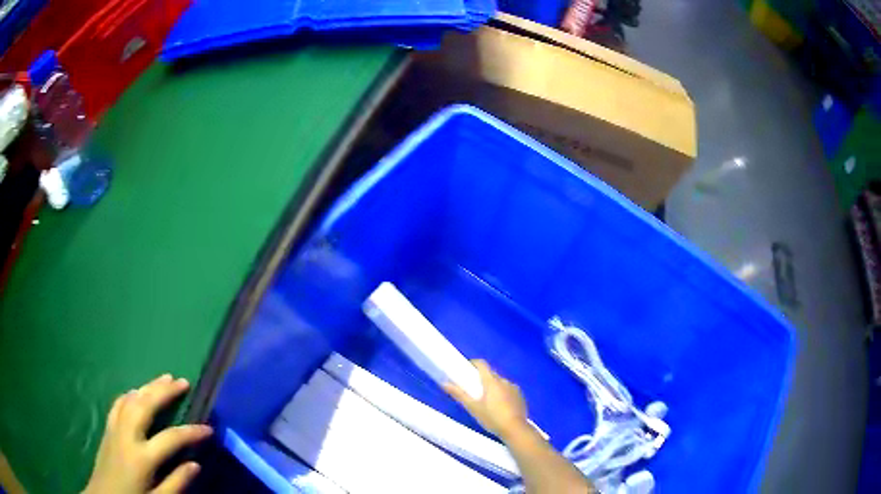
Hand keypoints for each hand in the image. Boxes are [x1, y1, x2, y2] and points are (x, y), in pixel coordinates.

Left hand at [83, 374, 212, 493]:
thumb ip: (176, 483)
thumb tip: (196, 464)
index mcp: (141, 457)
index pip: (171, 438)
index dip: (191, 432)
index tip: (209, 429)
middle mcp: (127, 436)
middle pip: (145, 405)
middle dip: (164, 392)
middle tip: (182, 381)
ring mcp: (114, 429)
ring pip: (131, 399)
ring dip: (148, 387)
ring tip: (163, 378)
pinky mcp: (107, 429)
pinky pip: (118, 404)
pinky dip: (129, 395)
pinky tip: (136, 392)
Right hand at [443, 359, 528, 440]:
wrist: (515, 429)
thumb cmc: (492, 418)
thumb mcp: (473, 407)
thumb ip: (459, 394)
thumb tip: (445, 383)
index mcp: (492, 381)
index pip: (482, 364)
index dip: (473, 364)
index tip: (466, 370)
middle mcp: (504, 381)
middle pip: (491, 374)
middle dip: (482, 379)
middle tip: (474, 390)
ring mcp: (514, 388)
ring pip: (500, 383)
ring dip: (493, 387)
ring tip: (487, 401)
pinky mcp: (520, 396)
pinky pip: (509, 390)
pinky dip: (503, 394)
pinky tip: (500, 407)